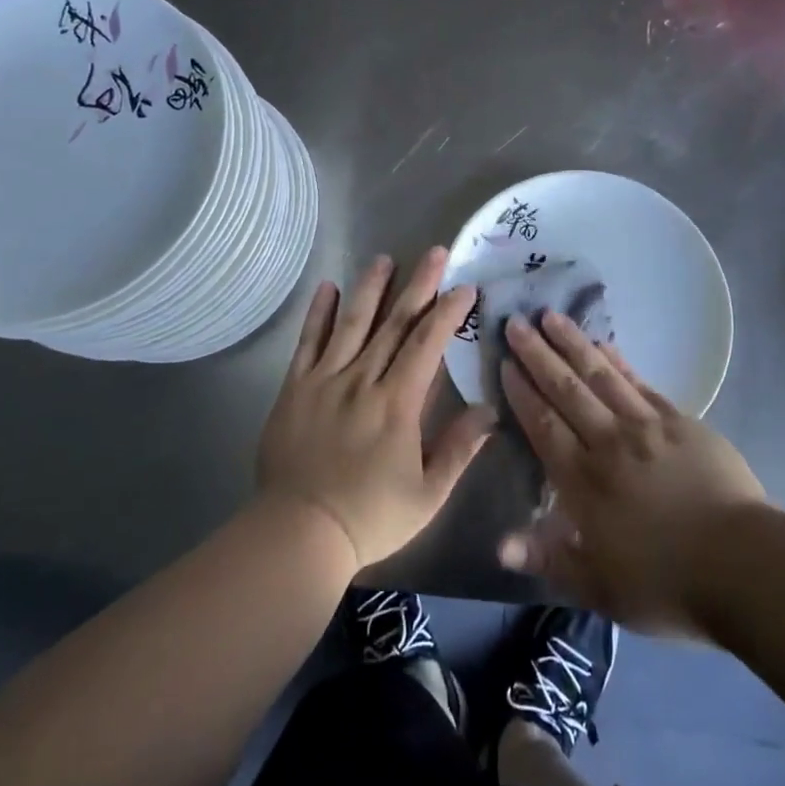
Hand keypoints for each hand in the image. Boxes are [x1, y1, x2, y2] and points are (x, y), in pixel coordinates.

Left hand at [256, 250, 495, 569]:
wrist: (299, 533)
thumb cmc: (370, 517)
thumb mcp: (427, 494)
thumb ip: (459, 448)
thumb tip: (489, 410)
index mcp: (397, 404)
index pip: (427, 345)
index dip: (447, 312)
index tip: (464, 286)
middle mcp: (362, 380)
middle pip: (394, 324)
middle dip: (418, 285)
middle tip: (434, 252)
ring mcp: (325, 380)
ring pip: (352, 323)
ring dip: (370, 288)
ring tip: (384, 258)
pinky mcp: (295, 388)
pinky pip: (308, 343)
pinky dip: (318, 313)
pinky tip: (327, 287)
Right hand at [499, 311, 765, 637]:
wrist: (744, 565)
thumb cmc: (667, 584)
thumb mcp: (599, 587)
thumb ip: (548, 558)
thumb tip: (499, 544)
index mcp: (584, 482)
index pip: (543, 425)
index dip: (522, 393)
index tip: (504, 363)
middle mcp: (609, 443)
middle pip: (567, 390)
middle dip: (537, 355)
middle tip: (515, 322)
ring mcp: (647, 427)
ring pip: (601, 375)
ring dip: (573, 344)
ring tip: (551, 316)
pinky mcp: (681, 422)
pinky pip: (640, 383)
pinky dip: (619, 362)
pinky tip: (605, 344)